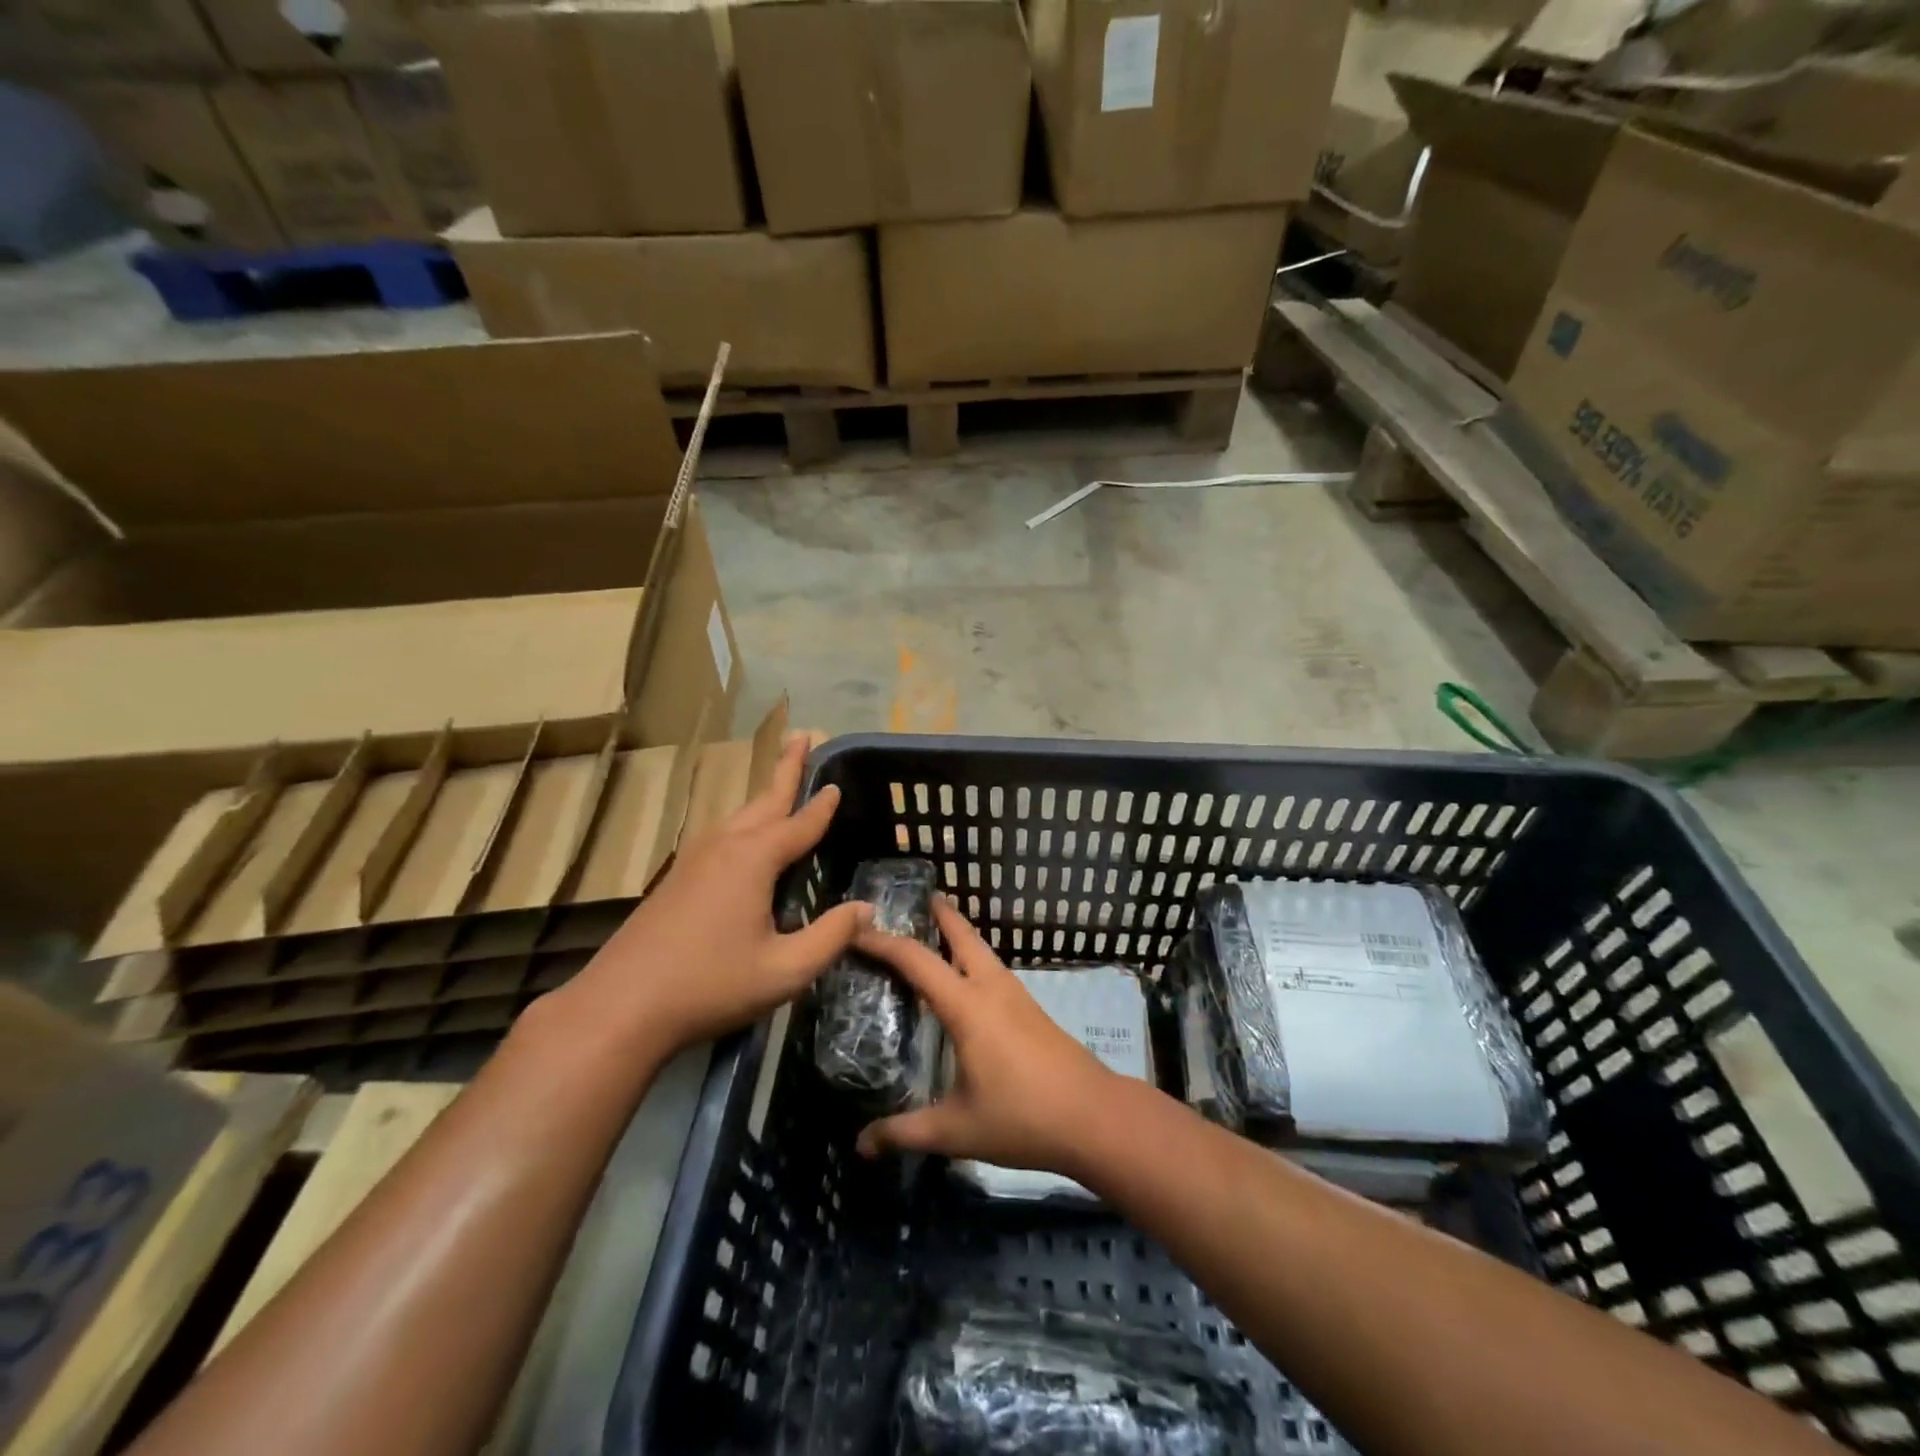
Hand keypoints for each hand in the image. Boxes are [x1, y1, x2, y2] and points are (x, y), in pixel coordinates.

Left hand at [546, 735, 869, 1060]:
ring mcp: (694, 859)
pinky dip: (745, 822)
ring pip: (739, 816)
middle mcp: (724, 847)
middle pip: (764, 799)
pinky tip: (746, 840)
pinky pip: (722, 835)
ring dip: (765, 795)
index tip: (838, 784)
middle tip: (804, 735)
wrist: (621, 1007)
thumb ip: (831, 937)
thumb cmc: (710, 985)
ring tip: (782, 782)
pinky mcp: (677, 878)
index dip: (822, 806)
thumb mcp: (785, 970)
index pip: (799, 823)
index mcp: (753, 860)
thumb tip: (867, 909)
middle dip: (787, 768)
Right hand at [852, 897, 1122, 1178]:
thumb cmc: (1022, 1117)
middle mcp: (992, 989)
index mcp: (967, 1006)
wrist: (1094, 1117)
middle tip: (915, 900)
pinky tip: (967, 982)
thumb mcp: (956, 1129)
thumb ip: (906, 1133)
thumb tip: (861, 1145)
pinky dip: (973, 959)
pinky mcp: (1032, 1010)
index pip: (917, 961)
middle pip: (962, 936)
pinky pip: (993, 970)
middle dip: (939, 914)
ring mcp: (1017, 996)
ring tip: (935, 932)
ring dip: (958, 935)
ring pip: (982, 951)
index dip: (884, 942)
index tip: (857, 928)